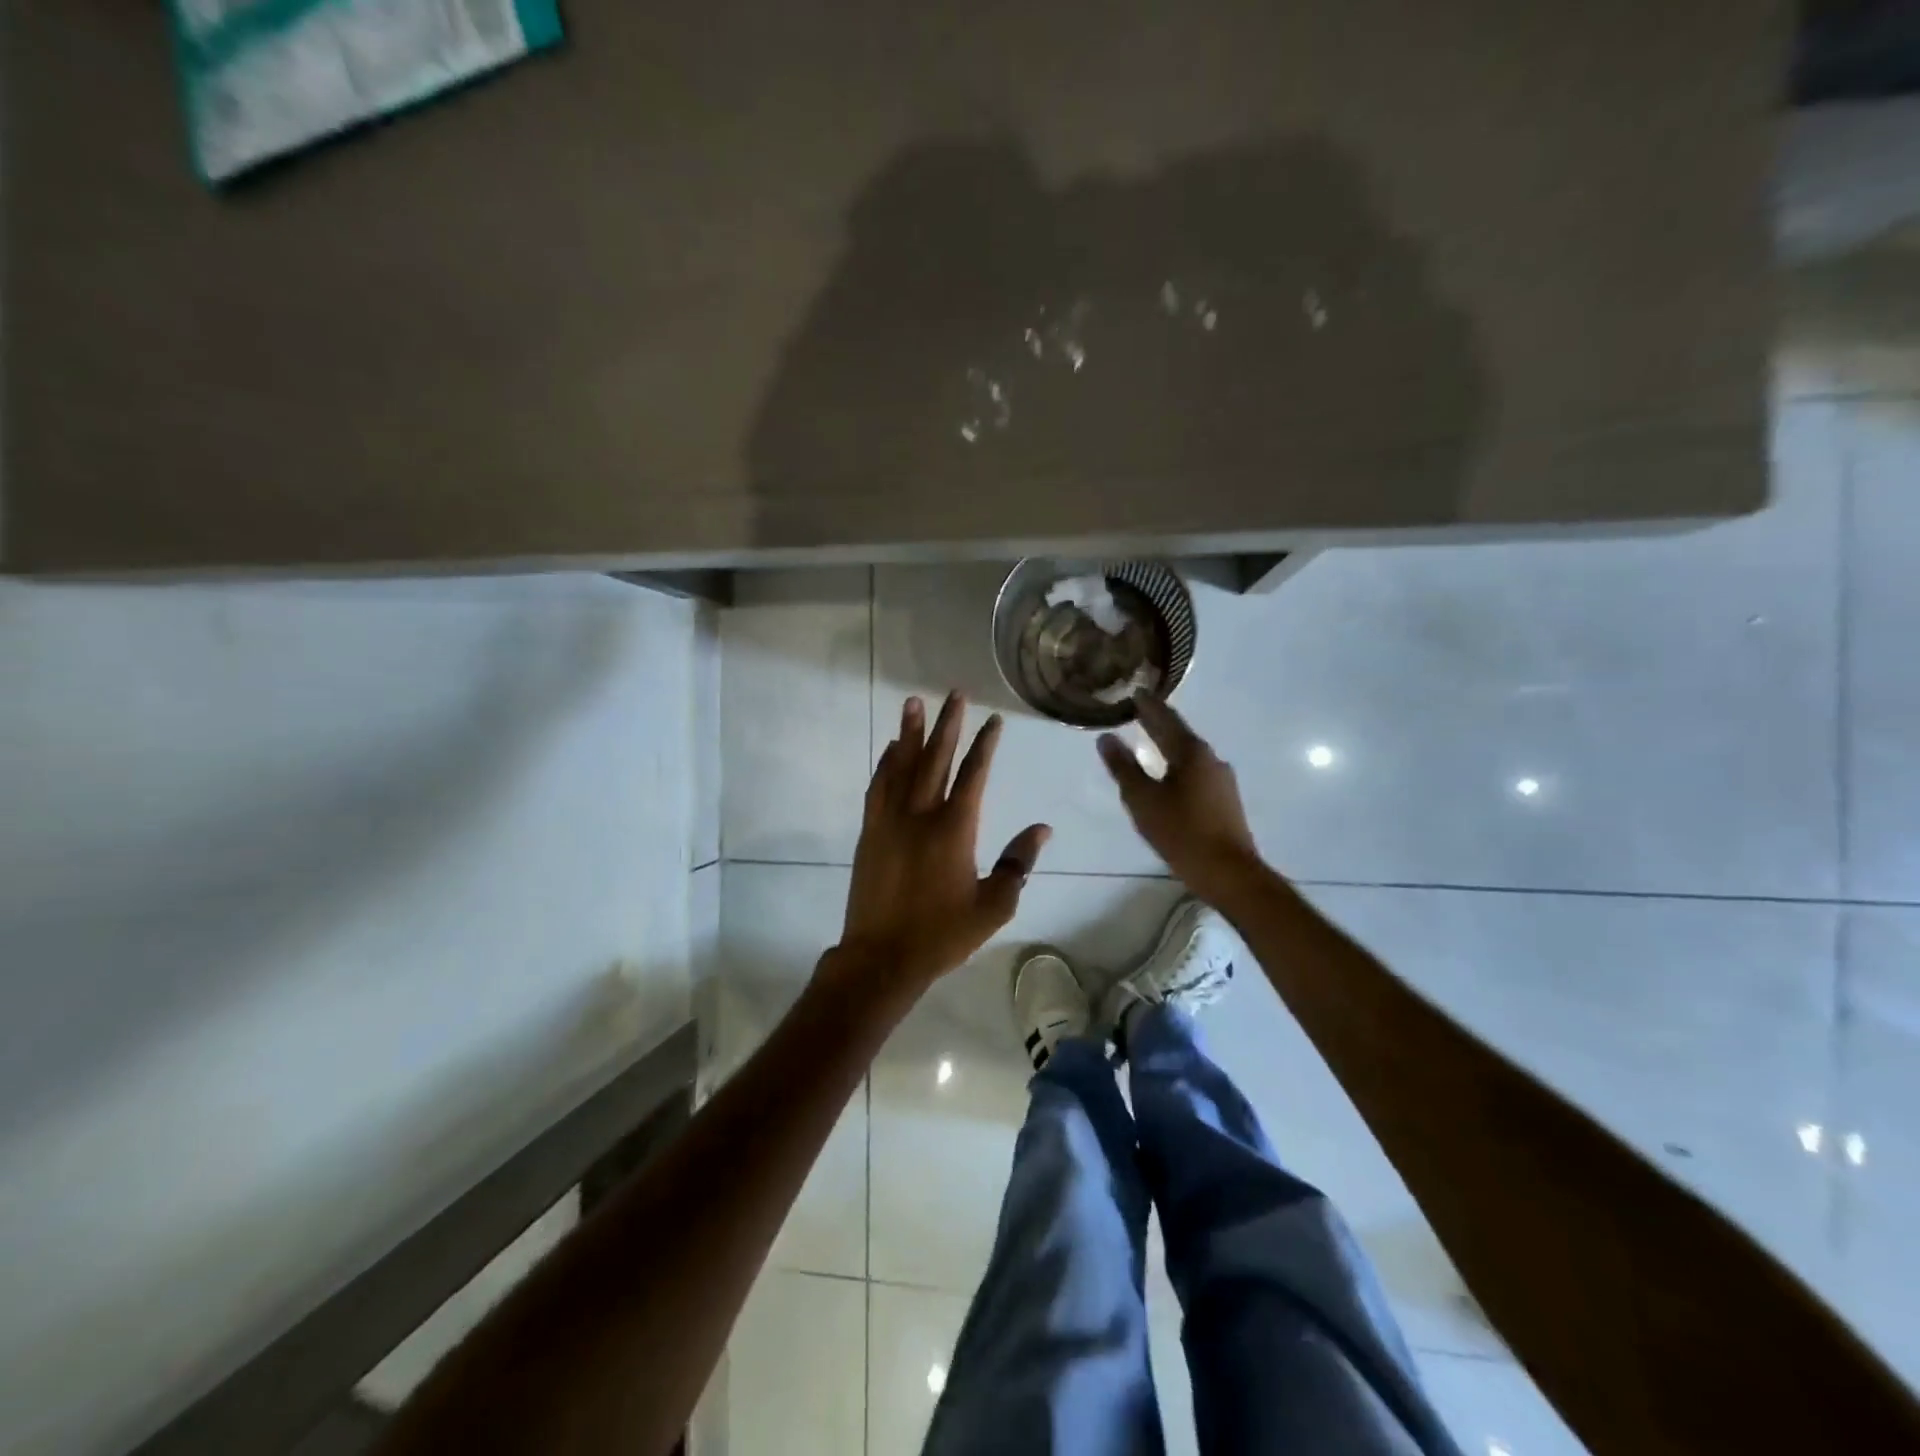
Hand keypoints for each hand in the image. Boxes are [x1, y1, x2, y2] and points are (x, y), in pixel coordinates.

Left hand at [834, 692, 1051, 997]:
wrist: (882, 957)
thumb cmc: (943, 934)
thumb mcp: (993, 906)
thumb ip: (1018, 864)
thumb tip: (1041, 830)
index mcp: (955, 829)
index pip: (974, 775)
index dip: (984, 745)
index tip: (992, 720)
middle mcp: (921, 815)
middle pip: (936, 759)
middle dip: (948, 724)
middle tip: (954, 693)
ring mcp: (890, 821)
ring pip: (901, 766)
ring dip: (910, 733)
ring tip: (914, 703)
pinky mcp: (870, 832)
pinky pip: (878, 787)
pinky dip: (886, 764)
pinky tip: (891, 750)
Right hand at [1097, 695, 1264, 905]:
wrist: (1229, 872)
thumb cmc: (1181, 832)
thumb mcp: (1143, 800)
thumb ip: (1123, 767)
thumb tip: (1106, 738)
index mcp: (1191, 752)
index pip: (1165, 719)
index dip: (1148, 706)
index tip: (1134, 692)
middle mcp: (1211, 759)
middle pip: (1179, 734)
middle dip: (1158, 723)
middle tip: (1138, 711)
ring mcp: (1222, 780)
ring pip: (1189, 754)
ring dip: (1169, 745)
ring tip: (1149, 740)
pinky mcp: (1225, 800)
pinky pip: (1196, 772)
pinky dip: (1178, 765)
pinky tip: (1169, 774)